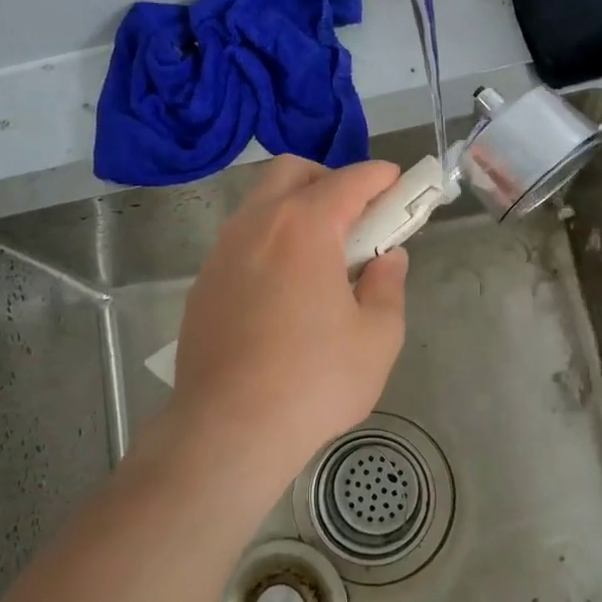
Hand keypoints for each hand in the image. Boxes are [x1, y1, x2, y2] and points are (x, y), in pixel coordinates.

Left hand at [164, 155, 409, 483]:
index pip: (348, 181)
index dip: (378, 176)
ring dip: (295, 209)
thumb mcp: (377, 337)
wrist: (228, 430)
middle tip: (355, 216)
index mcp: (304, 227)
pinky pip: (242, 240)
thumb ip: (387, 285)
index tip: (397, 182)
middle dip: (329, 179)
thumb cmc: (313, 381)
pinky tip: (284, 288)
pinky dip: (269, 241)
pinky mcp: (204, 282)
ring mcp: (222, 252)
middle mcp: (256, 225)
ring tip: (322, 256)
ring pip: (260, 203)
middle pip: (292, 172)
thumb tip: (386, 258)